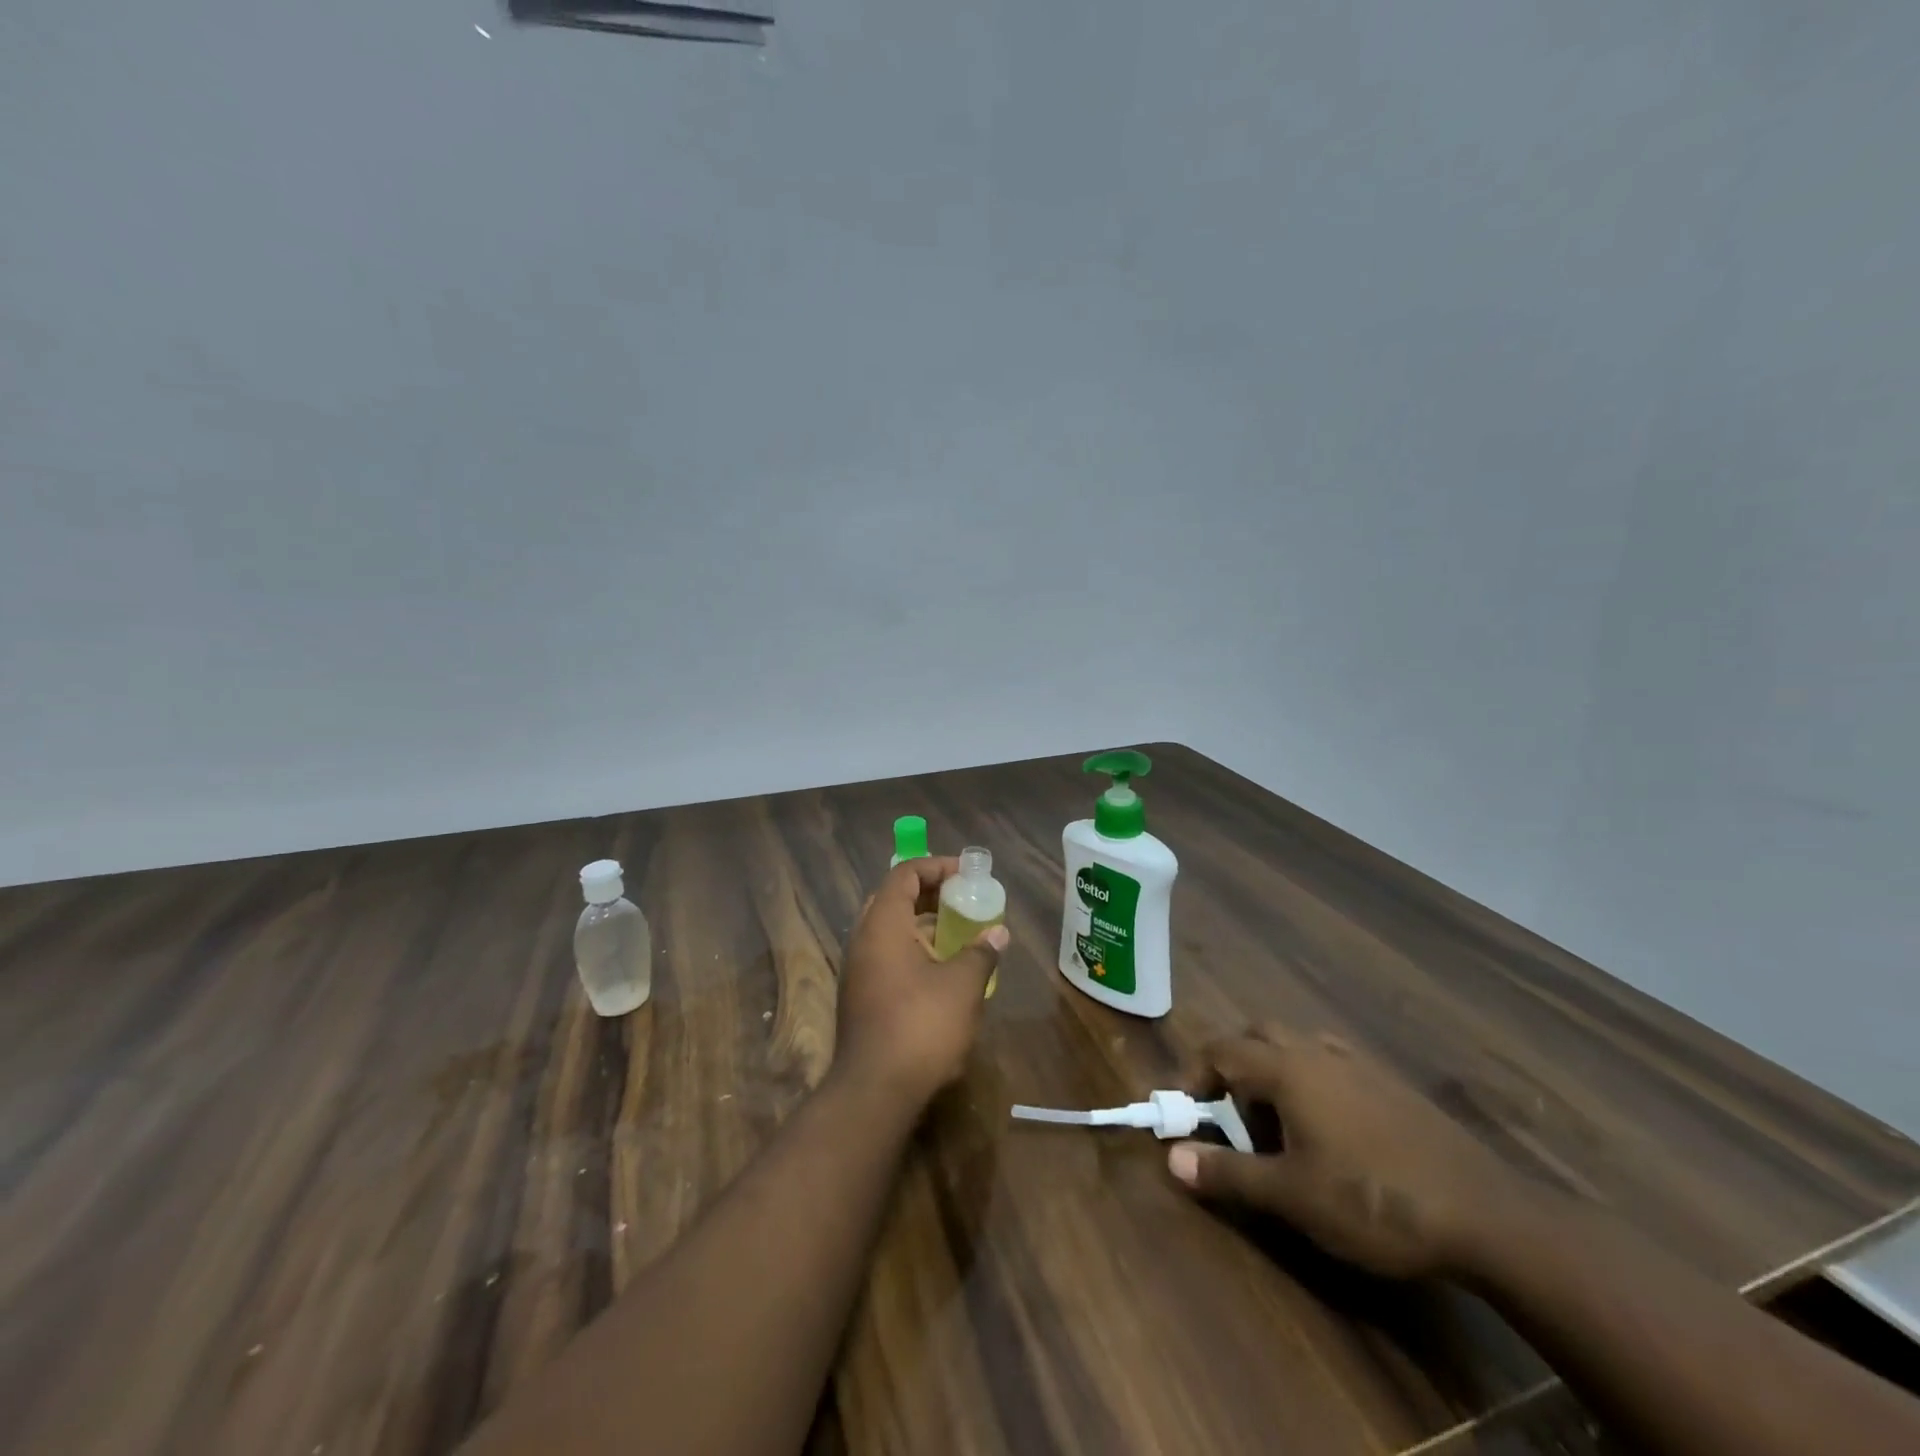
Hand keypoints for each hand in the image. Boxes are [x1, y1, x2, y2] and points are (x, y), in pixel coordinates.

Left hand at [834, 858, 1007, 1107]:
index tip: (967, 874)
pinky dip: (912, 950)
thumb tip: (999, 934)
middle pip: (893, 899)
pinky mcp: (859, 997)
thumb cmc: (920, 1027)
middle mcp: (862, 940)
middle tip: (961, 899)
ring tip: (958, 933)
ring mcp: (857, 971)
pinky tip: (941, 971)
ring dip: (922, 925)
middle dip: (929, 894)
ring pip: (888, 930)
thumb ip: (981, 953)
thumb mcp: (962, 986)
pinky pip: (886, 956)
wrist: (874, 1092)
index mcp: (882, 925)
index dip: (936, 866)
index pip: (904, 874)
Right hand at [1167, 1024, 1524, 1279]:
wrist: (1485, 1214)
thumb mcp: (1292, 1195)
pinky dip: (1311, 1080)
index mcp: (1288, 1068)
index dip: (1194, 1076)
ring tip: (1277, 1123)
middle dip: (1233, 1065)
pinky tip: (1328, 1127)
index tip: (1187, 1115)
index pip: (1221, 1050)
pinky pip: (1332, 1062)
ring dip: (1273, 1070)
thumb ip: (1228, 1173)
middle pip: (1258, 1035)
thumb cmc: (1373, 1201)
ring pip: (1298, 1045)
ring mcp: (1359, 1064)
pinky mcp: (1390, 1084)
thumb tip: (1172, 1158)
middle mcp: (1318, 1052)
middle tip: (1230, 1114)